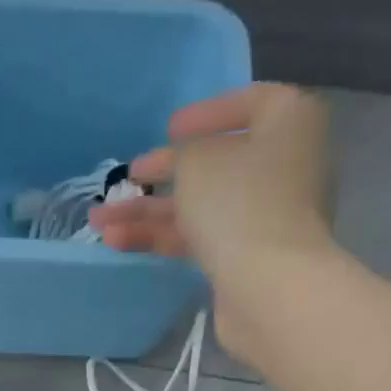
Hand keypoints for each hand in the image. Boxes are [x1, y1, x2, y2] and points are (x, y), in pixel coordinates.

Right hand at [89, 85, 338, 362]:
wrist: (268, 286)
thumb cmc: (239, 203)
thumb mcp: (198, 162)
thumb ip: (182, 155)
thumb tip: (183, 164)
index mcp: (289, 123)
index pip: (251, 103)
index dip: (207, 114)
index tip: (170, 129)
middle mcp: (283, 166)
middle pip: (216, 164)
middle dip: (163, 174)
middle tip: (127, 178)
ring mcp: (264, 216)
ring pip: (199, 206)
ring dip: (148, 212)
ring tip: (100, 221)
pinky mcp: (245, 258)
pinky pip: (199, 238)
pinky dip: (161, 237)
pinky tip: (118, 241)